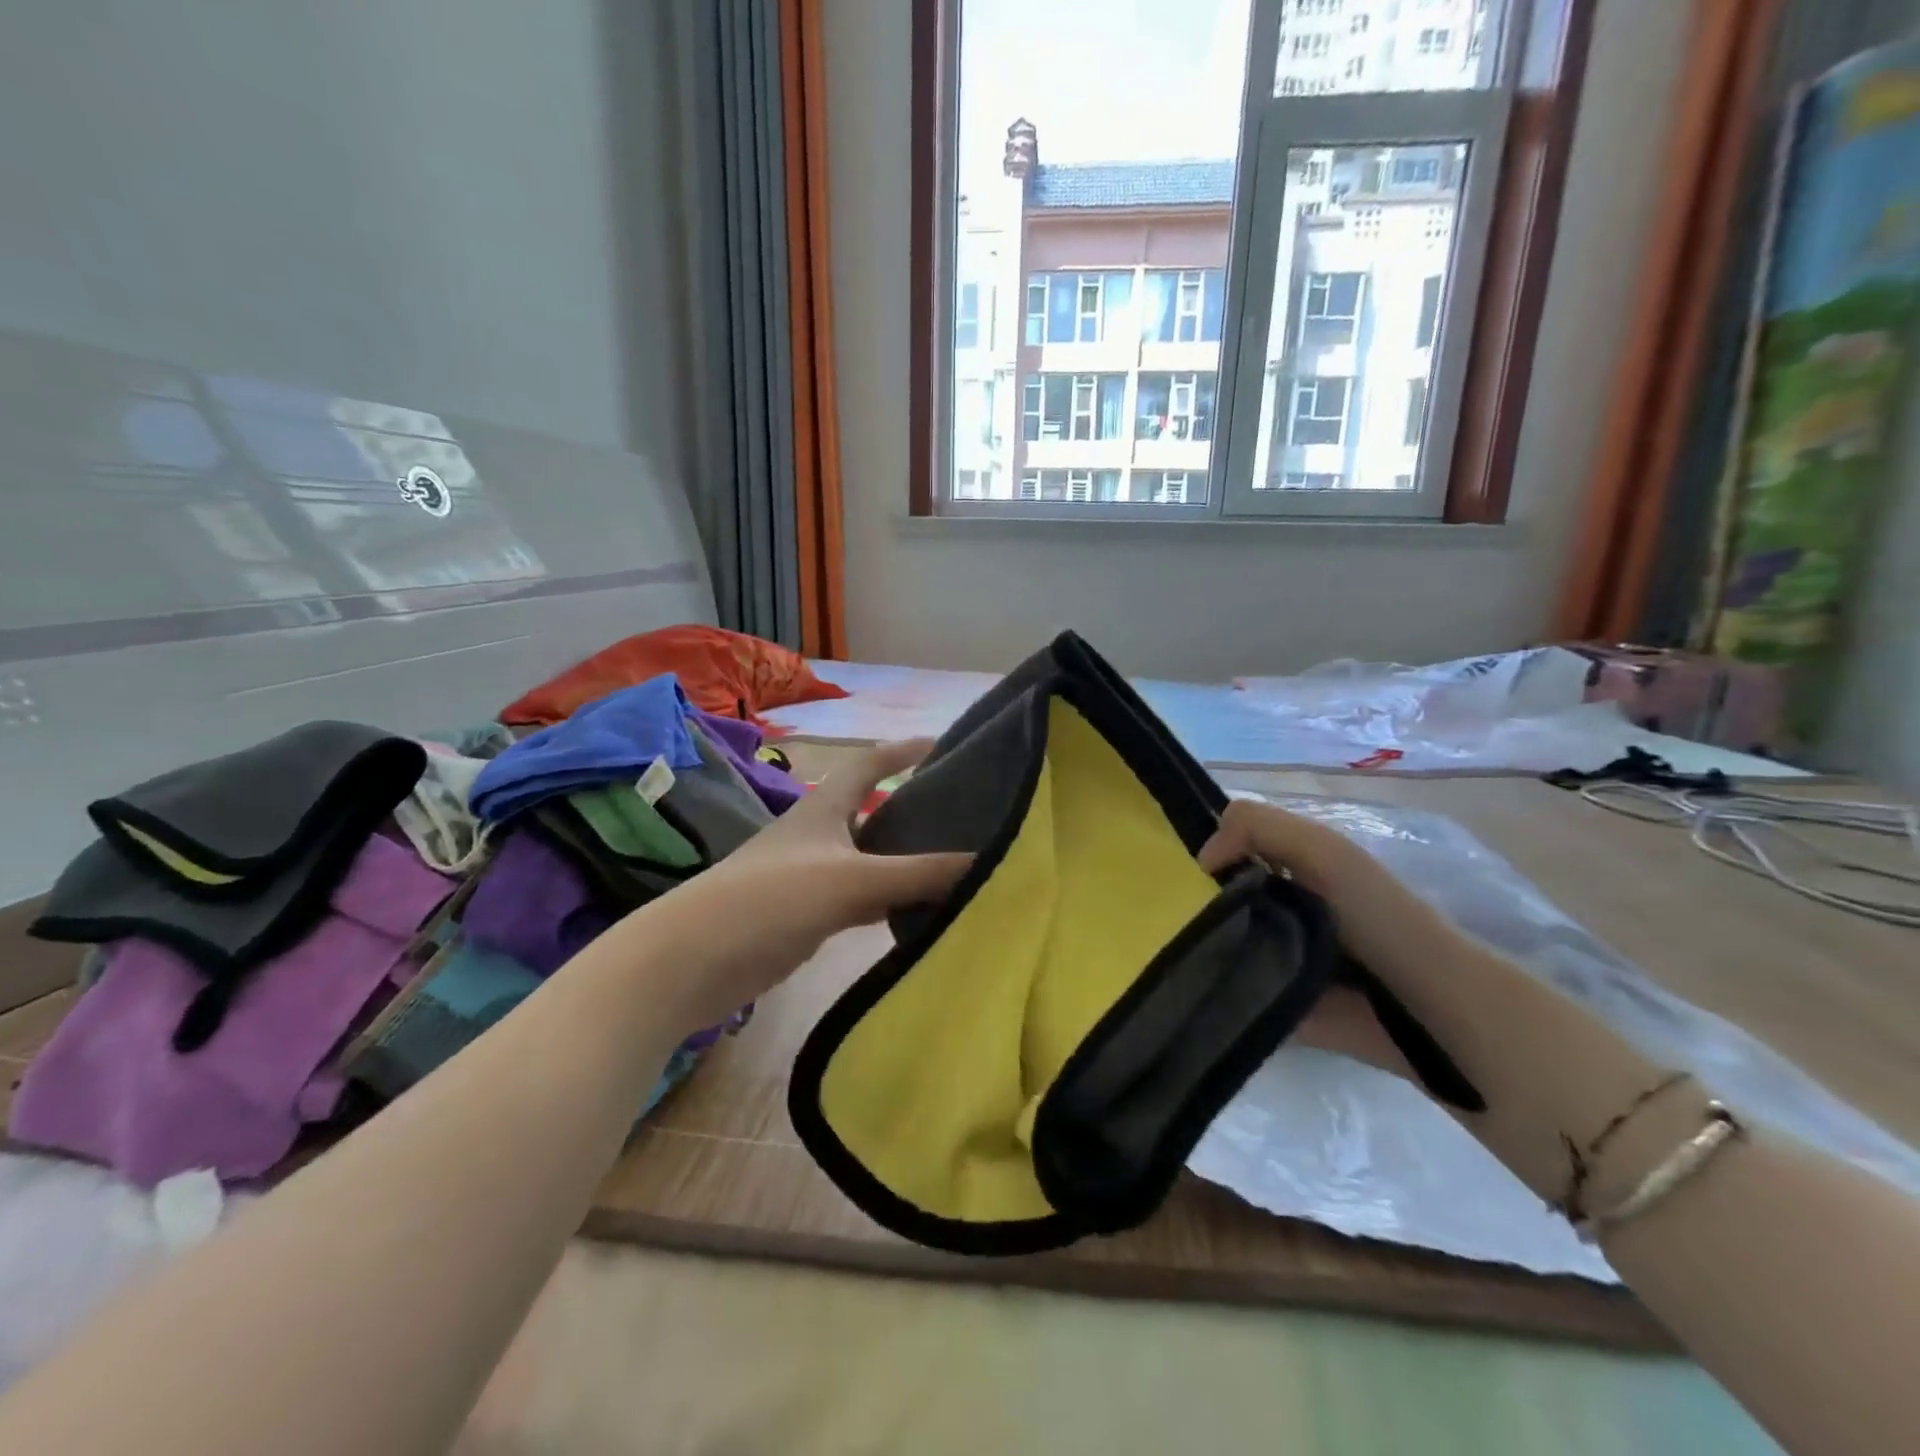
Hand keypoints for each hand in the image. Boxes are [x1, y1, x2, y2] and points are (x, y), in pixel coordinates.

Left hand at [617, 740, 970, 1034]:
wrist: (694, 959)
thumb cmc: (772, 898)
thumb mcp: (851, 880)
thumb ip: (918, 873)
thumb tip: (987, 861)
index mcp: (824, 807)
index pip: (869, 763)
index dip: (904, 750)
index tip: (944, 744)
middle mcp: (819, 834)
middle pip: (874, 810)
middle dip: (913, 807)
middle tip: (963, 812)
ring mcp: (812, 875)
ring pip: (870, 859)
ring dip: (904, 859)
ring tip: (954, 861)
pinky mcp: (807, 915)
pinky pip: (860, 899)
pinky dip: (889, 901)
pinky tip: (918, 912)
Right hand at [1197, 797, 1434, 1084]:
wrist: (1427, 1006)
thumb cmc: (1376, 916)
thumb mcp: (1321, 850)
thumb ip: (1257, 828)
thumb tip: (1201, 861)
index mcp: (1294, 867)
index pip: (1232, 849)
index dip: (1208, 855)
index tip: (1182, 876)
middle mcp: (1284, 907)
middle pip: (1221, 897)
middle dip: (1195, 904)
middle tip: (1170, 918)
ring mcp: (1280, 957)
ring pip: (1221, 942)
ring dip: (1199, 947)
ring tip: (1172, 954)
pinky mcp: (1277, 1004)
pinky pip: (1232, 991)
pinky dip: (1213, 989)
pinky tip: (1187, 987)